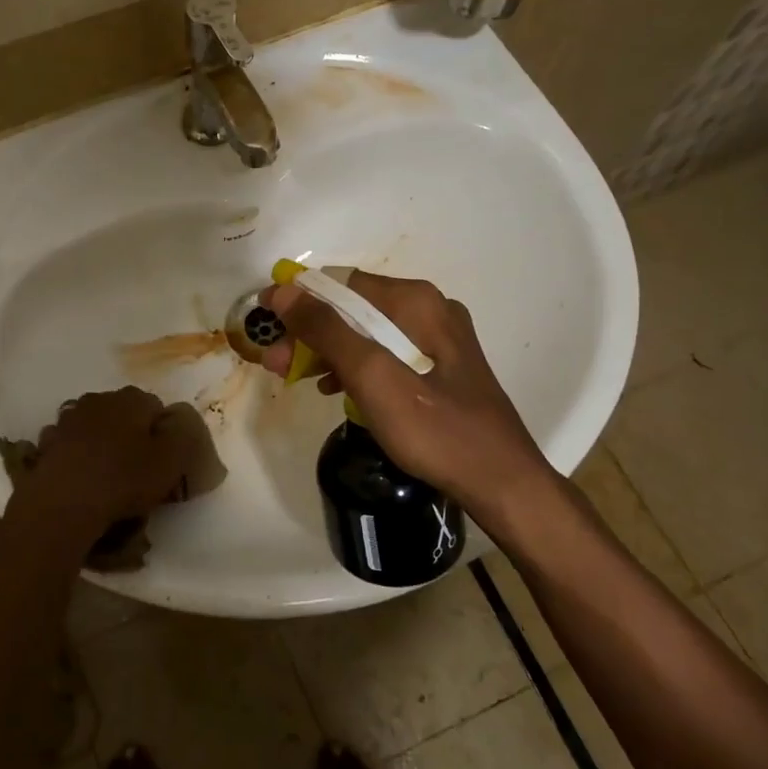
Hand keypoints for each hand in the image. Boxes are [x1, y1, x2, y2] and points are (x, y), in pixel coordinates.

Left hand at [9, 388, 189, 546]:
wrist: (63, 504)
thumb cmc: (123, 479)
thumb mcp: (171, 460)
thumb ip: (183, 435)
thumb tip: (178, 423)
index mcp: (131, 399)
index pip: (156, 408)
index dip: (162, 434)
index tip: (163, 461)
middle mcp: (98, 399)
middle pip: (123, 414)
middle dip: (131, 434)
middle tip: (137, 469)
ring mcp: (68, 419)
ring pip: (95, 426)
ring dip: (102, 442)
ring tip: (107, 475)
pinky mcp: (47, 442)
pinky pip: (70, 445)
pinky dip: (77, 455)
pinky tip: (81, 478)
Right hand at [260, 272, 554, 517]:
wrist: (502, 484)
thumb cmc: (435, 430)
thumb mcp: (373, 377)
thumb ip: (327, 330)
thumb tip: (283, 291)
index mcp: (415, 302)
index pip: (341, 284)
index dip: (298, 301)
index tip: (265, 324)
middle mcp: (428, 309)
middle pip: (352, 309)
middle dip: (309, 333)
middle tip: (275, 363)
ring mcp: (437, 339)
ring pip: (366, 333)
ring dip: (327, 351)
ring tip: (294, 377)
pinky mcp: (439, 367)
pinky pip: (384, 354)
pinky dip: (355, 367)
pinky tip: (335, 389)